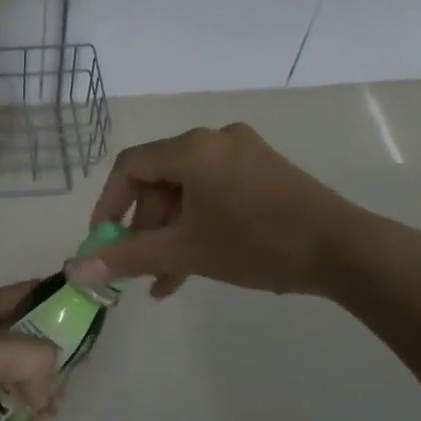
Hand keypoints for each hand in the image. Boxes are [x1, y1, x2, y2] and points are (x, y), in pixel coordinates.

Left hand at [0, 282, 65, 420]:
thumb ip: (28, 354)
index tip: (89, 335)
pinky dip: (15, 406)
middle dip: (52, 364)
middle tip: (60, 399)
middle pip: (29, 335)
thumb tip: (52, 371)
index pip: (32, 292)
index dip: (63, 306)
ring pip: (17, 368)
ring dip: (37, 392)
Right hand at [69, 123, 382, 300]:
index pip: (130, 166)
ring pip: (188, 191)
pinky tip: (195, 265)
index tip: (102, 241)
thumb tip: (75, 268)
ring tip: (166, 280)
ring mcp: (244, 153)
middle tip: (140, 267)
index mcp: (193, 148)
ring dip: (173, 233)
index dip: (109, 204)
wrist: (345, 251)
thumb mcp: (186, 251)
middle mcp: (215, 139)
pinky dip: (200, 223)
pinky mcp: (265, 170)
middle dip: (146, 227)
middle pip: (161, 179)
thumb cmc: (257, 244)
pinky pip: (215, 192)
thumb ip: (127, 256)